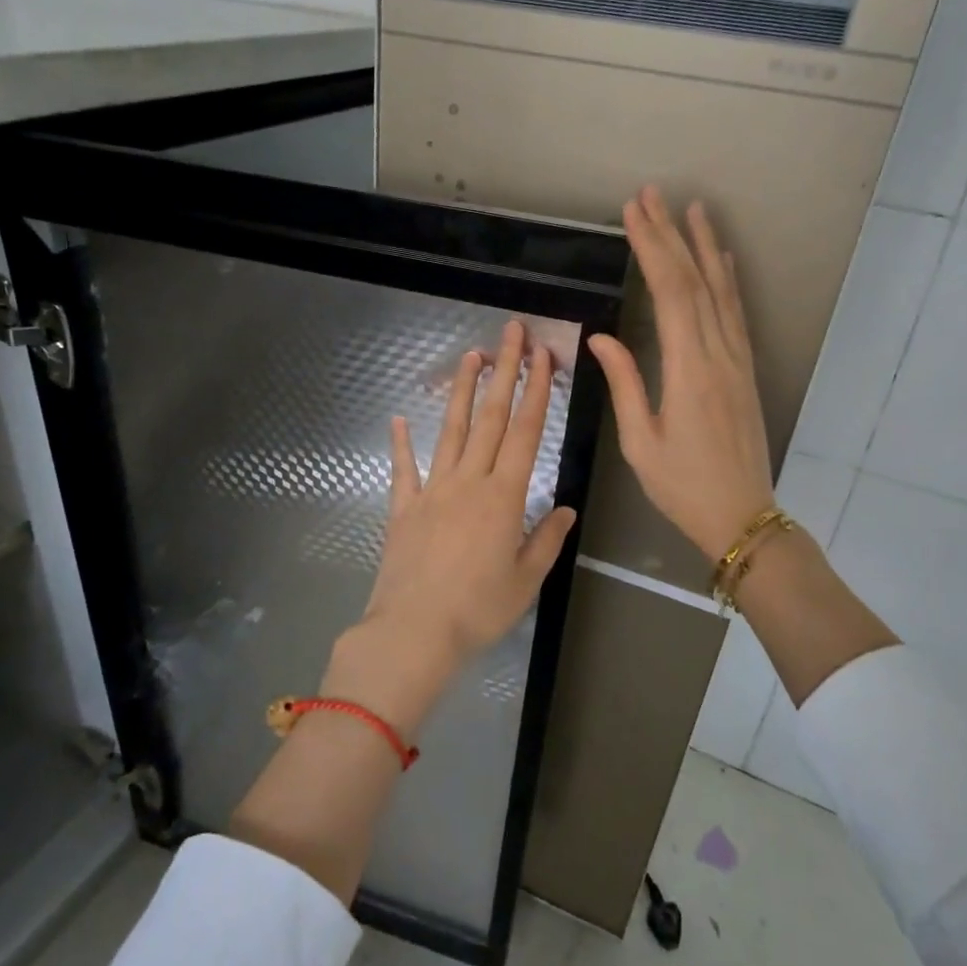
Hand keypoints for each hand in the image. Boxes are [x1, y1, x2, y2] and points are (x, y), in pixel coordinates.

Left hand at [322, 321, 577, 734]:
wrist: (413, 633)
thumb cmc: (478, 610)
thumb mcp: (526, 580)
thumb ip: (546, 539)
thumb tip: (567, 508)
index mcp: (503, 497)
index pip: (525, 432)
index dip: (536, 390)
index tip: (543, 356)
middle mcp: (468, 482)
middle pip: (490, 418)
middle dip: (503, 371)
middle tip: (510, 332)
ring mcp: (432, 491)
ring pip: (452, 432)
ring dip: (464, 392)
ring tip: (471, 356)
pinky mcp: (403, 509)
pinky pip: (403, 469)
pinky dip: (401, 443)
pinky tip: (399, 419)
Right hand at [589, 187, 776, 560]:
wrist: (742, 516)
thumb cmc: (683, 486)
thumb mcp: (640, 442)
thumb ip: (625, 384)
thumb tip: (601, 337)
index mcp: (689, 370)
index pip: (671, 294)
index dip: (652, 249)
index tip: (634, 214)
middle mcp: (719, 354)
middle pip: (695, 282)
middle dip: (671, 236)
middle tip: (652, 196)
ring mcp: (737, 360)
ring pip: (721, 291)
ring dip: (705, 247)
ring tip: (693, 209)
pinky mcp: (745, 370)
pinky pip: (736, 314)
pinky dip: (728, 281)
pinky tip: (722, 260)